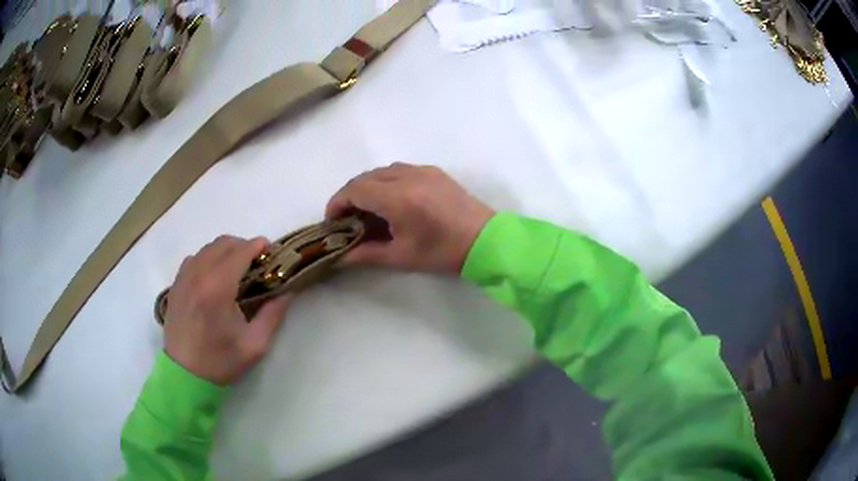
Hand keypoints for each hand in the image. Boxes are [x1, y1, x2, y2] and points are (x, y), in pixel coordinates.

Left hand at [164, 236, 290, 384]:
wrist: (184, 374)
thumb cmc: (220, 361)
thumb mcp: (255, 345)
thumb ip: (273, 314)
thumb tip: (288, 291)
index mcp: (218, 288)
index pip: (240, 251)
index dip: (258, 246)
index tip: (272, 252)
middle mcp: (198, 274)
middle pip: (223, 243)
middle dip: (244, 246)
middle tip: (257, 263)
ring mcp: (184, 277)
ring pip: (207, 247)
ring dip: (226, 251)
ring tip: (237, 269)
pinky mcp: (176, 284)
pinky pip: (194, 258)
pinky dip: (208, 258)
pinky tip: (214, 277)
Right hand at [326, 163, 494, 273]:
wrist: (485, 240)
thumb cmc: (443, 252)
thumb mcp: (401, 257)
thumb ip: (365, 254)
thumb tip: (339, 257)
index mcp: (398, 197)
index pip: (355, 190)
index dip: (338, 203)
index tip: (332, 221)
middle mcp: (408, 176)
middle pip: (365, 177)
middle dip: (350, 195)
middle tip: (347, 218)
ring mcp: (423, 170)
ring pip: (382, 171)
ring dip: (367, 186)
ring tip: (367, 210)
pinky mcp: (434, 172)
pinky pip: (400, 170)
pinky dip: (386, 181)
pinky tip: (390, 201)